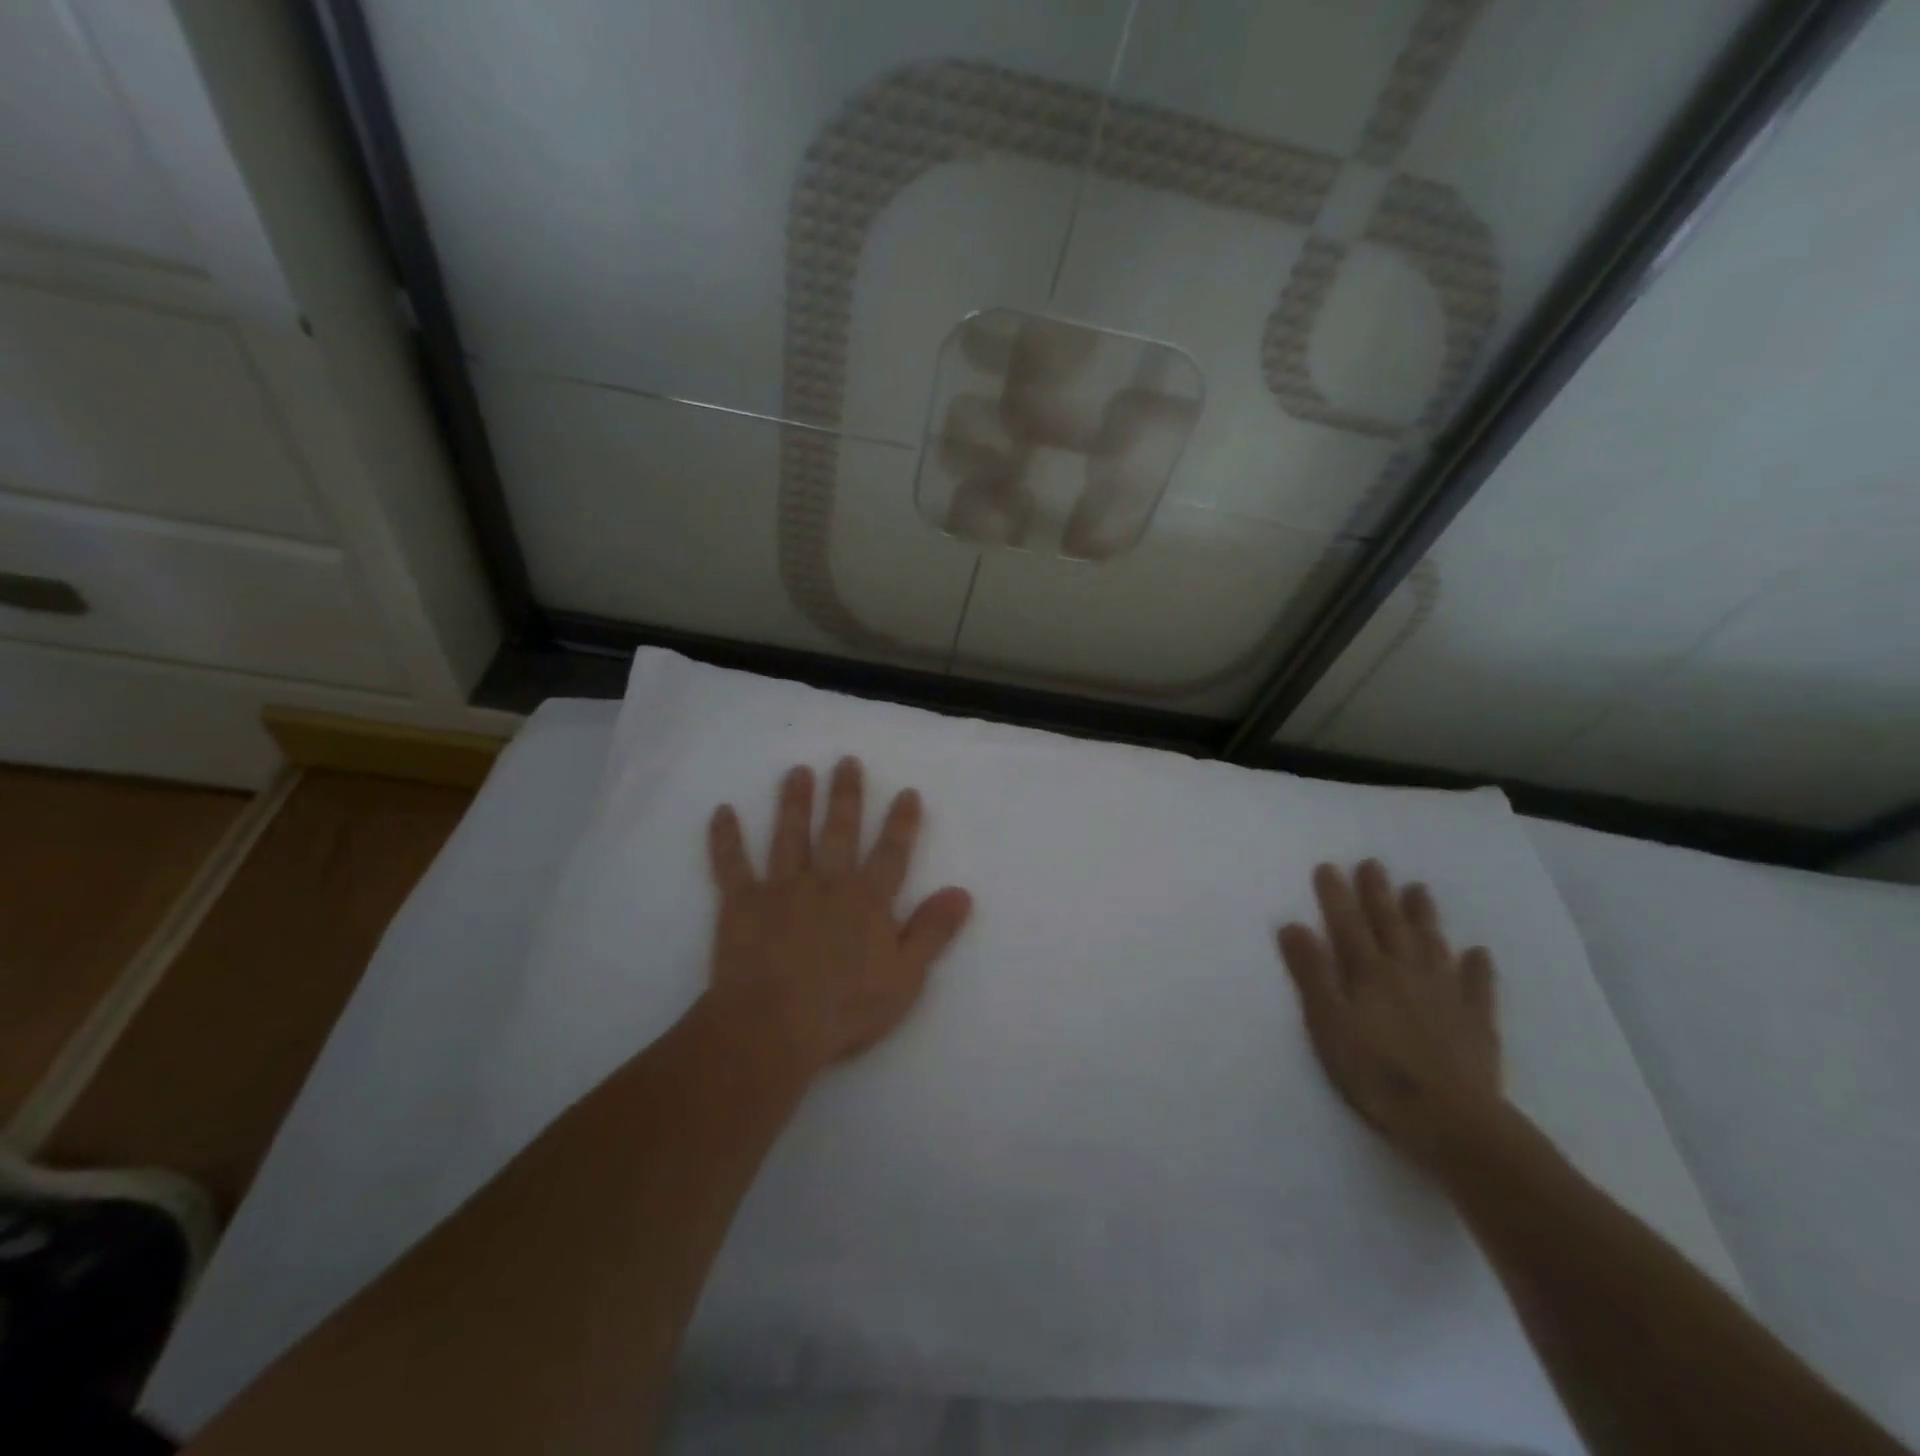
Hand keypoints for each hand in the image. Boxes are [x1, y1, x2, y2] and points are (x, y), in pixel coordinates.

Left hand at [706, 757, 973, 1073]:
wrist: (772, 1028)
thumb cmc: (845, 1008)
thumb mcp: (905, 977)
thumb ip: (932, 931)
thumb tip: (962, 892)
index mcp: (867, 900)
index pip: (891, 853)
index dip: (901, 823)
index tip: (906, 792)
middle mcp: (826, 883)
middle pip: (839, 831)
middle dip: (845, 795)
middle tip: (846, 761)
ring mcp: (781, 889)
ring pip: (789, 836)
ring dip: (793, 802)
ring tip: (797, 772)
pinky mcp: (741, 904)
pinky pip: (731, 865)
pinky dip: (725, 838)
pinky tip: (721, 811)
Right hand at [1277, 860, 1501, 1167]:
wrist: (1452, 1120)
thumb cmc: (1375, 1072)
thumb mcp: (1328, 1023)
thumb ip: (1312, 973)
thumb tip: (1293, 925)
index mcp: (1368, 972)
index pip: (1347, 924)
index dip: (1336, 895)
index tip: (1328, 866)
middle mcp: (1407, 973)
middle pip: (1390, 925)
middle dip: (1378, 893)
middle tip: (1373, 863)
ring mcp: (1445, 996)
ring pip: (1432, 945)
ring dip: (1423, 916)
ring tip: (1419, 889)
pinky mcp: (1476, 1023)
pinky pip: (1477, 987)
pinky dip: (1477, 968)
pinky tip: (1478, 952)